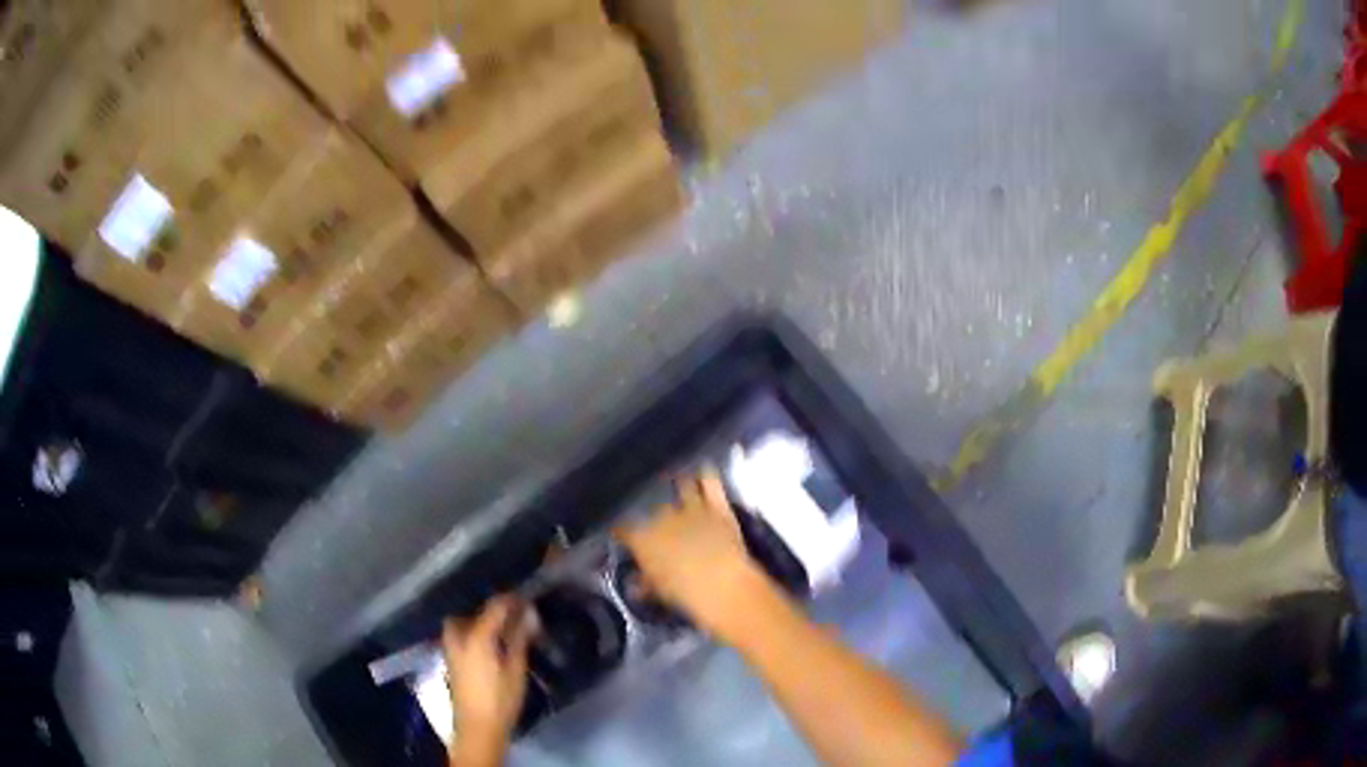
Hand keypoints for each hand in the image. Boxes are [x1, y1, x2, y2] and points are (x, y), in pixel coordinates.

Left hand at [442, 596, 534, 749]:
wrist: (477, 728)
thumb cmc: (500, 700)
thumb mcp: (515, 669)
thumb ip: (519, 638)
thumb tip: (529, 612)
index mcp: (476, 636)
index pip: (494, 607)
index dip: (511, 600)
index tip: (527, 598)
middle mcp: (459, 636)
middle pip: (472, 611)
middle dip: (491, 609)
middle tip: (511, 614)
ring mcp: (451, 648)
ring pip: (462, 622)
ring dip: (479, 620)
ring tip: (500, 628)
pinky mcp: (451, 660)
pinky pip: (459, 634)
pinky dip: (472, 631)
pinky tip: (488, 642)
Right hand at [615, 468, 774, 644]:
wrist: (723, 586)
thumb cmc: (686, 595)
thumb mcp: (660, 593)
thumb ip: (646, 583)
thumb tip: (637, 584)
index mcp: (643, 540)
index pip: (624, 529)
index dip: (622, 532)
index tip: (623, 535)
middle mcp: (663, 517)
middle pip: (655, 509)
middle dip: (656, 514)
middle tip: (661, 522)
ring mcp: (692, 508)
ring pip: (682, 487)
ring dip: (680, 487)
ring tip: (679, 484)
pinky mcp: (718, 506)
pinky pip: (710, 482)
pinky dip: (707, 475)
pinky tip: (704, 470)